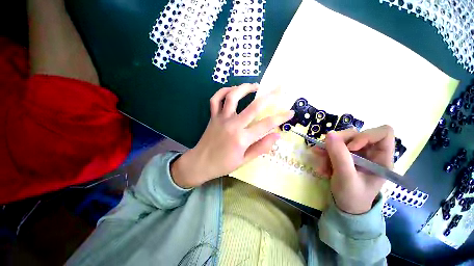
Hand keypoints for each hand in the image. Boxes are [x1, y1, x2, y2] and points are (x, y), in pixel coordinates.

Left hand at [171, 83, 293, 187]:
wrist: (200, 163)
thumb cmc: (223, 164)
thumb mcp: (244, 160)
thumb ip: (261, 147)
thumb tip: (276, 135)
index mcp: (242, 138)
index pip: (266, 125)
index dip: (280, 117)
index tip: (290, 112)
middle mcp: (233, 125)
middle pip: (254, 106)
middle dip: (269, 96)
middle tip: (279, 89)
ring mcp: (221, 118)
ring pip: (233, 96)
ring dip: (245, 88)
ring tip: (255, 86)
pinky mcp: (213, 116)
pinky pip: (216, 99)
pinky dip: (223, 91)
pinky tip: (232, 90)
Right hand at [312, 125, 394, 213]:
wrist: (345, 207)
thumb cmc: (352, 196)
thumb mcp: (346, 177)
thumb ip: (339, 156)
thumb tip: (329, 134)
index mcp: (382, 158)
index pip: (383, 133)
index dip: (365, 136)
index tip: (350, 148)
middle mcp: (370, 152)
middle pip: (356, 134)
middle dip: (338, 143)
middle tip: (325, 153)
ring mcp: (356, 154)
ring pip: (341, 140)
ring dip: (327, 151)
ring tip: (321, 165)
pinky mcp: (344, 156)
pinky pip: (332, 147)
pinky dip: (324, 155)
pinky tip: (322, 168)